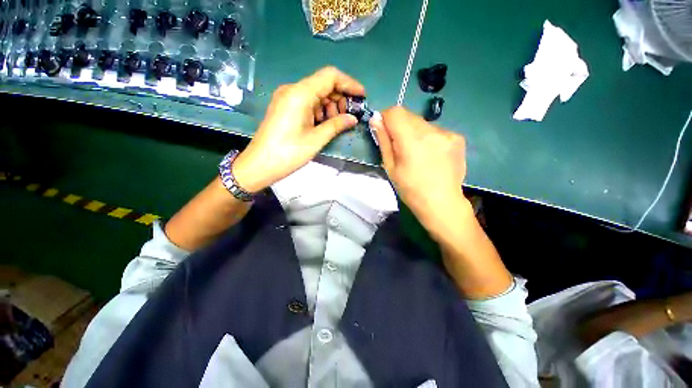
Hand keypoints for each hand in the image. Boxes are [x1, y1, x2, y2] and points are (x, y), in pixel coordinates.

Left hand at [233, 67, 364, 191]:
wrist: (259, 165)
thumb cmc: (288, 153)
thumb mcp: (316, 140)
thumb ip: (336, 125)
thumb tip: (353, 118)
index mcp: (300, 93)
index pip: (330, 76)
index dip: (349, 83)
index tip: (362, 96)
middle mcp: (292, 90)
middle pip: (323, 84)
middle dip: (340, 97)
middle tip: (350, 115)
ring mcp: (287, 98)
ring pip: (316, 94)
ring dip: (331, 105)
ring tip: (338, 122)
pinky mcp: (285, 107)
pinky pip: (307, 102)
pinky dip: (320, 110)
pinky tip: (325, 123)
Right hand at [370, 107, 467, 233]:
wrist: (441, 202)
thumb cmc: (410, 189)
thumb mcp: (390, 167)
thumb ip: (383, 141)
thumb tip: (376, 119)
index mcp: (411, 140)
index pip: (395, 112)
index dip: (386, 118)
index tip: (384, 131)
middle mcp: (431, 131)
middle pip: (409, 115)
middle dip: (400, 126)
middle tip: (400, 147)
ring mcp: (447, 133)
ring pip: (422, 123)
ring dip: (414, 132)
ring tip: (417, 153)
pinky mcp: (457, 138)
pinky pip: (436, 130)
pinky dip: (428, 138)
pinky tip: (431, 155)